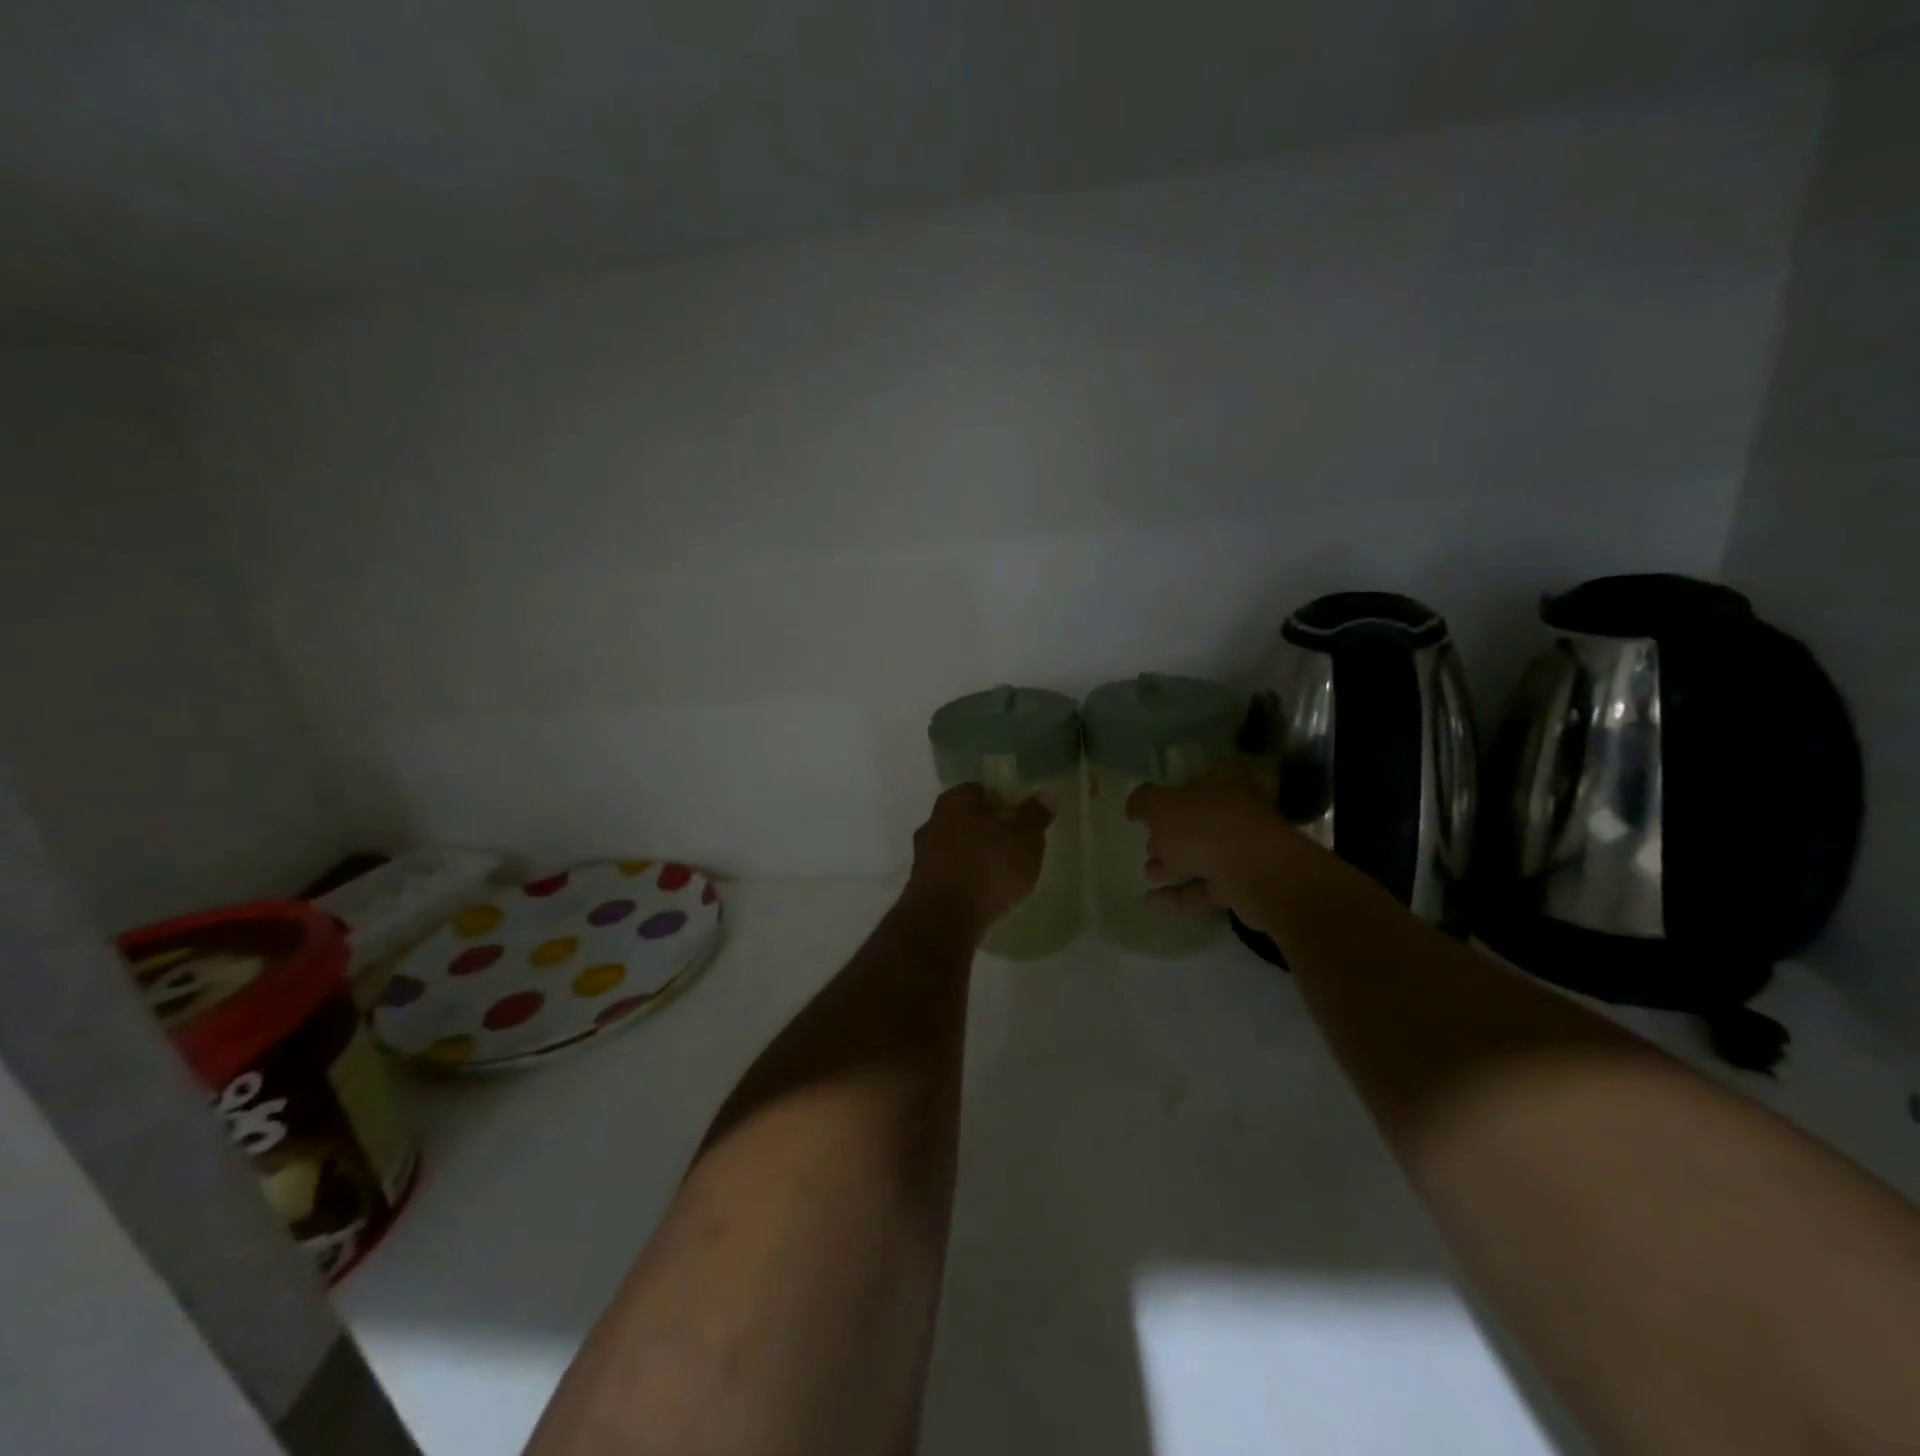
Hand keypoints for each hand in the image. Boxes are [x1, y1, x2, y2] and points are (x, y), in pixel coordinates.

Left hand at [905, 783, 1054, 943]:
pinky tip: (982, 893)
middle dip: (986, 829)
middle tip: (1013, 844)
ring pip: (955, 846)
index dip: (1001, 801)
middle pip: (965, 818)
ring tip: (1001, 873)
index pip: (979, 790)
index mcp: (955, 801)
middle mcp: (933, 821)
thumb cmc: (988, 867)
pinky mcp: (920, 885)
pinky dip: (964, 879)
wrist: (944, 918)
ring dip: (974, 855)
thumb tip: (1047, 794)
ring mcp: (922, 854)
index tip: (1019, 817)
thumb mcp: (1024, 839)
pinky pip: (949, 873)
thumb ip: (1035, 816)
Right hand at [1125, 770, 1290, 930]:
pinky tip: (1152, 901)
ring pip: (1201, 855)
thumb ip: (1143, 802)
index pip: (1198, 781)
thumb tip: (1134, 807)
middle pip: (1199, 821)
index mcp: (1221, 784)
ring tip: (1147, 873)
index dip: (1175, 792)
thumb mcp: (1161, 806)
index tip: (1154, 808)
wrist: (1258, 874)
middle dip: (1172, 834)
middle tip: (1148, 845)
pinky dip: (1179, 893)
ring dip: (1173, 865)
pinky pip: (1204, 886)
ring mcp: (1242, 850)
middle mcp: (1235, 813)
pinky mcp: (1242, 885)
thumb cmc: (1205, 828)